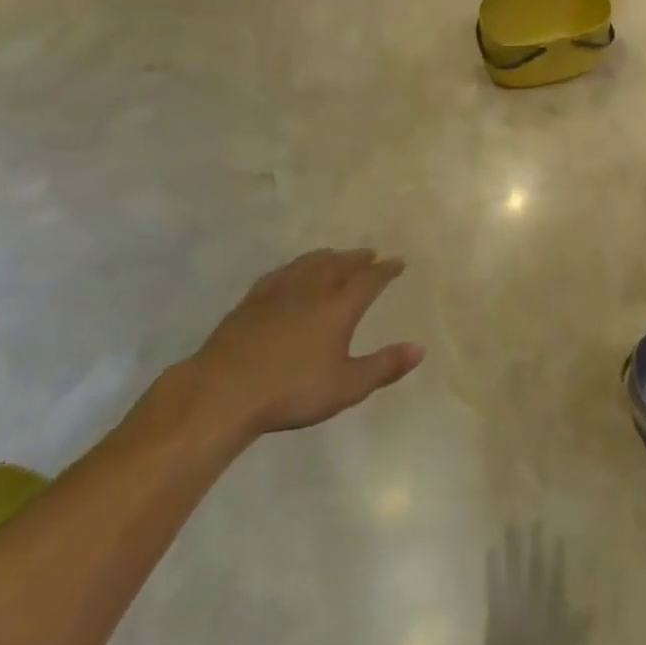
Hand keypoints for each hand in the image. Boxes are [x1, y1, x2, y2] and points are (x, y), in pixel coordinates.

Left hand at [189, 249, 423, 437]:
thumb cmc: (292, 390)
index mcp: (339, 305)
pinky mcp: (254, 298)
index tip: (398, 262)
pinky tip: (293, 271)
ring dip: (329, 257)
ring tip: (337, 255)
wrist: (225, 390)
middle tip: (371, 254)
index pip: (369, 279)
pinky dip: (297, 266)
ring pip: (311, 263)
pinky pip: (283, 272)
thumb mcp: (346, 386)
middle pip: (341, 264)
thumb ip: (384, 366)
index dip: (386, 270)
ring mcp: (280, 289)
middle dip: (359, 258)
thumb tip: (420, 348)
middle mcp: (313, 288)